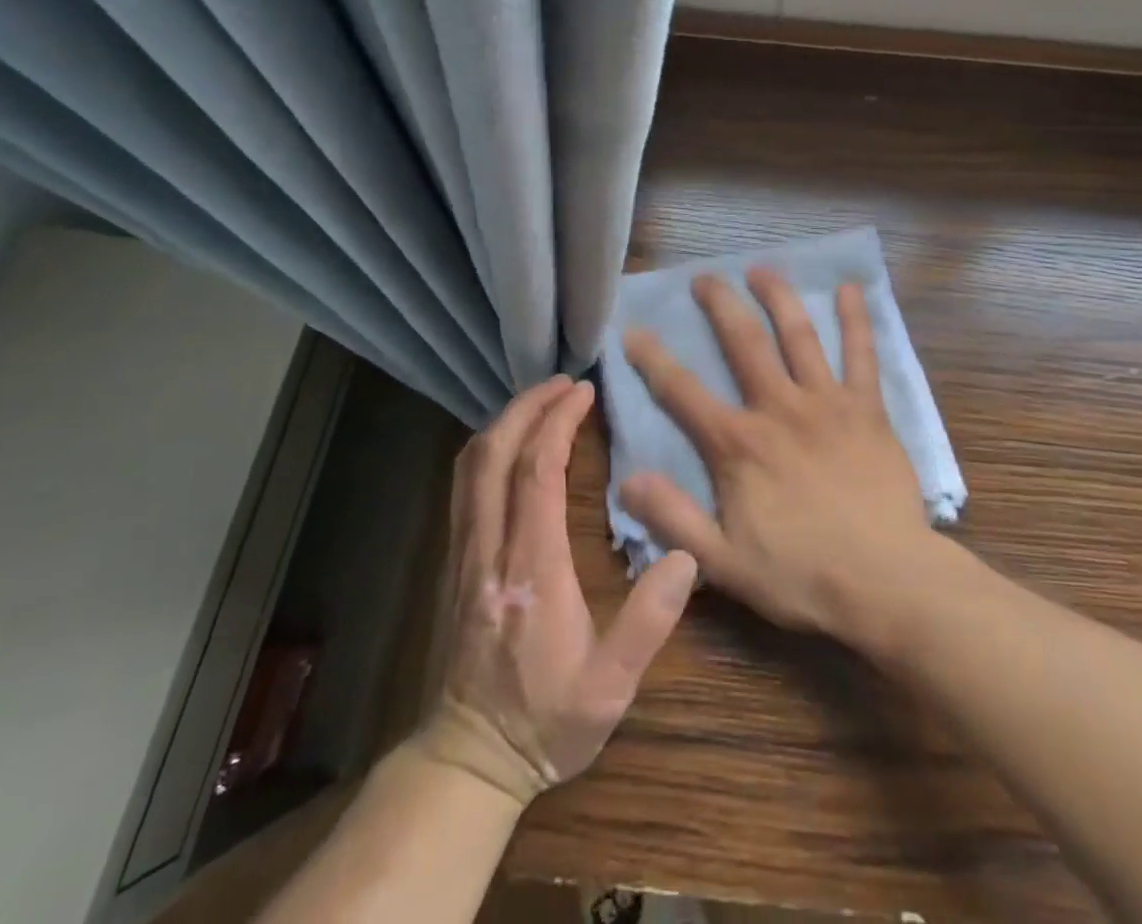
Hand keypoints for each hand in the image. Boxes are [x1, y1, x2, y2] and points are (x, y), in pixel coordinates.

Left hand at [417, 377, 697, 805]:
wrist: (467, 760)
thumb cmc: (546, 721)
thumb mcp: (610, 687)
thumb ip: (648, 622)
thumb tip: (686, 556)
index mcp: (531, 568)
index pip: (537, 473)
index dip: (558, 423)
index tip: (583, 391)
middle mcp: (489, 548)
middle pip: (495, 454)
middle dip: (527, 407)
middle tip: (563, 382)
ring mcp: (463, 553)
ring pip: (470, 466)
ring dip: (504, 423)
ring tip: (539, 402)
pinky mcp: (454, 562)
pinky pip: (463, 486)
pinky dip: (488, 449)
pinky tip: (511, 446)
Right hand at [619, 270, 939, 645]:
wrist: (887, 583)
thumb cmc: (802, 576)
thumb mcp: (724, 562)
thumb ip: (674, 518)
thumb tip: (627, 480)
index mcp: (738, 445)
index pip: (682, 392)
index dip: (653, 359)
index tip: (633, 330)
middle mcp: (778, 409)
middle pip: (743, 343)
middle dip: (720, 306)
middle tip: (704, 278)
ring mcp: (826, 403)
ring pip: (798, 336)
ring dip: (778, 298)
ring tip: (762, 269)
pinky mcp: (867, 409)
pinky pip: (862, 355)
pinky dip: (856, 321)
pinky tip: (851, 290)